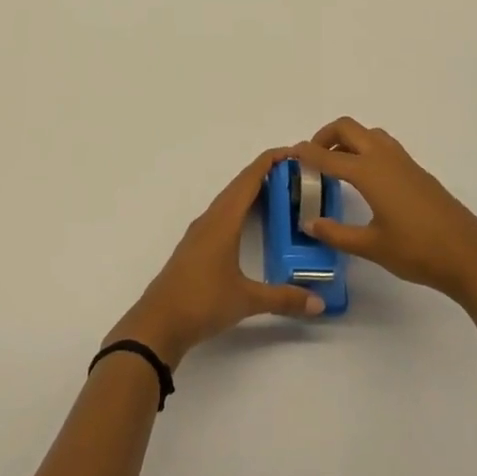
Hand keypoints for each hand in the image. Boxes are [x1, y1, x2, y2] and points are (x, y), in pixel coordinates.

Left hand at [105, 148, 324, 367]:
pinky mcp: (195, 247)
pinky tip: (250, 222)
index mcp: (223, 220)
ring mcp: (200, 233)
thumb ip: (284, 298)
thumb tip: (319, 303)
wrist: (157, 323)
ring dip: (251, 191)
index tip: (295, 152)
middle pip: (239, 185)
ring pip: (229, 200)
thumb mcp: (246, 300)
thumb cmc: (201, 302)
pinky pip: (222, 215)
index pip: (249, 179)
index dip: (270, 161)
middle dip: (266, 173)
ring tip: (279, 192)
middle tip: (296, 173)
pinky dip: (240, 208)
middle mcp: (210, 219)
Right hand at [291, 117, 476, 305]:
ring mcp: (404, 162)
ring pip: (369, 134)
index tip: (289, 155)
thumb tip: (309, 223)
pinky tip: (366, 180)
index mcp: (369, 172)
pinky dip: (366, 150)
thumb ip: (336, 233)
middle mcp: (385, 158)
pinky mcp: (417, 172)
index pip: (328, 156)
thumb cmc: (418, 251)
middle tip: (312, 159)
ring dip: (348, 140)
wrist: (471, 256)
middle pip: (348, 128)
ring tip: (336, 166)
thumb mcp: (371, 246)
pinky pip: (384, 146)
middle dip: (325, 136)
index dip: (306, 153)